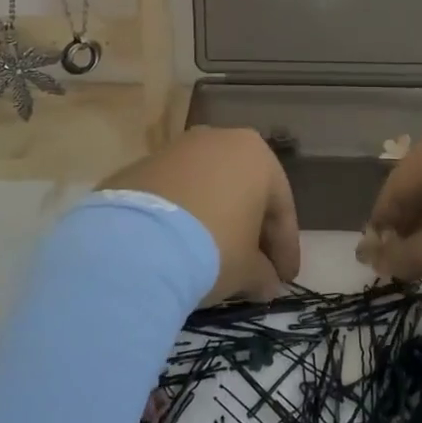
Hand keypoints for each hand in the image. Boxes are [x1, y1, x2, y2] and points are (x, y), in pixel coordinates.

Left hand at [100, 127, 299, 305]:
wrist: (136, 242)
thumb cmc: (213, 247)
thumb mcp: (247, 269)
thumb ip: (262, 273)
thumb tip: (265, 282)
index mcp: (257, 154)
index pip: (281, 207)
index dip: (285, 248)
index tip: (286, 279)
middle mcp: (219, 140)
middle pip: (244, 192)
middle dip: (251, 231)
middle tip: (255, 269)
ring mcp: (177, 149)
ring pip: (208, 189)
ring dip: (215, 221)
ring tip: (214, 259)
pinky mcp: (142, 165)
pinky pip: (175, 194)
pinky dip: (182, 218)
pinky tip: (179, 247)